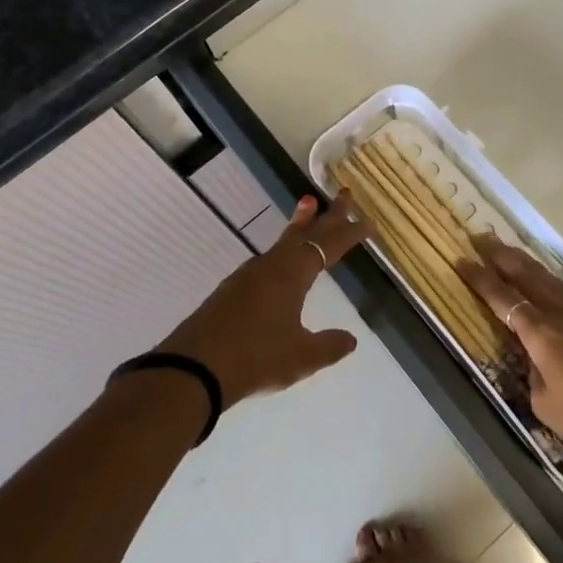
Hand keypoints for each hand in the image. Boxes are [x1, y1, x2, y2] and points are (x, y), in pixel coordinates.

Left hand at [157, 193, 372, 408]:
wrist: (194, 368)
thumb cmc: (254, 357)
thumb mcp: (300, 357)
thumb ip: (328, 346)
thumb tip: (350, 338)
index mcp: (292, 274)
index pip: (329, 246)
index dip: (350, 233)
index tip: (369, 222)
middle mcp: (271, 266)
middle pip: (305, 232)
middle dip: (328, 215)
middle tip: (345, 194)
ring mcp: (248, 275)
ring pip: (283, 241)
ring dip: (301, 225)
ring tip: (309, 206)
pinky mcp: (232, 289)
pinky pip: (268, 258)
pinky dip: (284, 247)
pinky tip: (281, 260)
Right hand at [457, 237, 562, 480]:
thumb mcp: (546, 406)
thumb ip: (533, 373)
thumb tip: (534, 356)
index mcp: (542, 334)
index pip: (503, 298)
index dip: (480, 279)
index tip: (461, 260)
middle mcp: (562, 315)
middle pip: (527, 275)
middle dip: (501, 255)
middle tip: (481, 238)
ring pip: (549, 279)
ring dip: (525, 263)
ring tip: (508, 251)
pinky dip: (547, 280)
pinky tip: (544, 283)